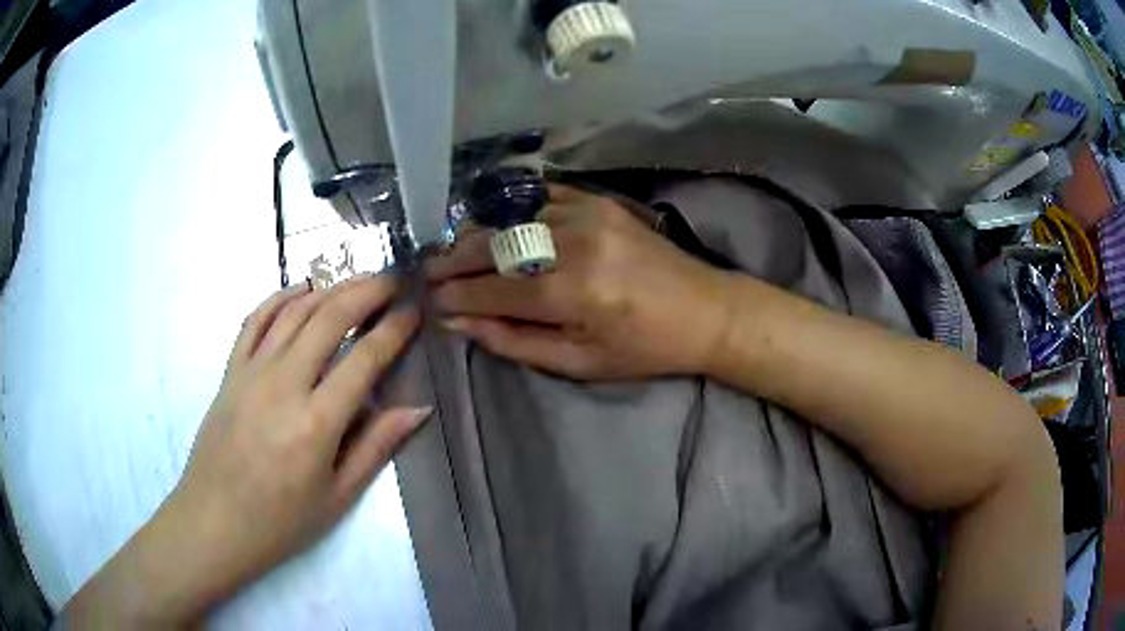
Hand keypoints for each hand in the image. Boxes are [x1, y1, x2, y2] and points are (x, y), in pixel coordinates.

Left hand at [64, 274, 427, 626]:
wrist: (215, 522)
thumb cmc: (281, 521)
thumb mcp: (338, 497)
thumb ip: (376, 447)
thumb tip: (417, 409)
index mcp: (316, 422)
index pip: (364, 359)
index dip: (394, 330)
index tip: (414, 312)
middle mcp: (284, 384)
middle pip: (329, 318)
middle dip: (367, 291)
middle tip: (393, 280)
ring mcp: (252, 372)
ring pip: (294, 311)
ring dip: (329, 287)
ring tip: (357, 280)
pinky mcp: (230, 371)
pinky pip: (255, 320)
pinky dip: (280, 298)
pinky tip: (301, 290)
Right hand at [428, 185, 733, 379]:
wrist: (705, 310)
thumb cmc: (644, 348)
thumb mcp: (581, 363)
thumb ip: (516, 341)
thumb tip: (462, 322)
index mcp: (571, 293)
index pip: (492, 289)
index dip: (456, 294)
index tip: (432, 299)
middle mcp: (573, 243)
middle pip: (494, 245)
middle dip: (455, 259)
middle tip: (431, 271)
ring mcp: (587, 213)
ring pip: (511, 218)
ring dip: (479, 234)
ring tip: (457, 250)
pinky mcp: (599, 200)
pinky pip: (540, 197)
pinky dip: (513, 211)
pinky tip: (497, 223)